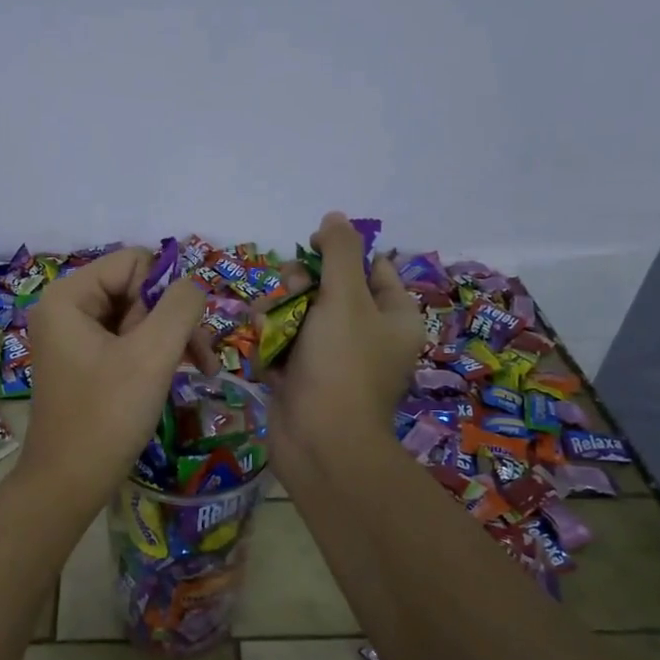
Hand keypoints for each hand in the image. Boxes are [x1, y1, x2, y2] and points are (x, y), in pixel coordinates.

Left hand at [19, 247, 206, 511]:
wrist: (69, 484)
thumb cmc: (107, 416)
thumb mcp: (152, 355)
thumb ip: (180, 306)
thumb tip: (194, 284)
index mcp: (69, 296)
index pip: (134, 261)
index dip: (166, 291)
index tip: (179, 334)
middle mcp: (67, 309)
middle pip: (137, 288)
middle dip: (172, 320)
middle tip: (197, 359)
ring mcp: (75, 338)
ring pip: (139, 317)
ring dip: (171, 339)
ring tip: (198, 370)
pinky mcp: (86, 363)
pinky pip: (129, 342)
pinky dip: (156, 355)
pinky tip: (178, 377)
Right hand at [267, 212, 421, 466]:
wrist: (320, 442)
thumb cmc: (341, 364)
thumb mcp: (346, 298)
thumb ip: (339, 252)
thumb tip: (333, 217)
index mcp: (393, 316)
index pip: (373, 269)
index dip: (341, 254)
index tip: (311, 248)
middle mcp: (367, 336)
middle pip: (328, 289)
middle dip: (300, 286)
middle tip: (290, 293)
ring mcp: (333, 360)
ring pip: (299, 316)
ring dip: (277, 315)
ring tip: (266, 325)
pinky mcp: (303, 379)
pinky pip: (284, 347)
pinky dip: (272, 346)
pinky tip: (265, 354)